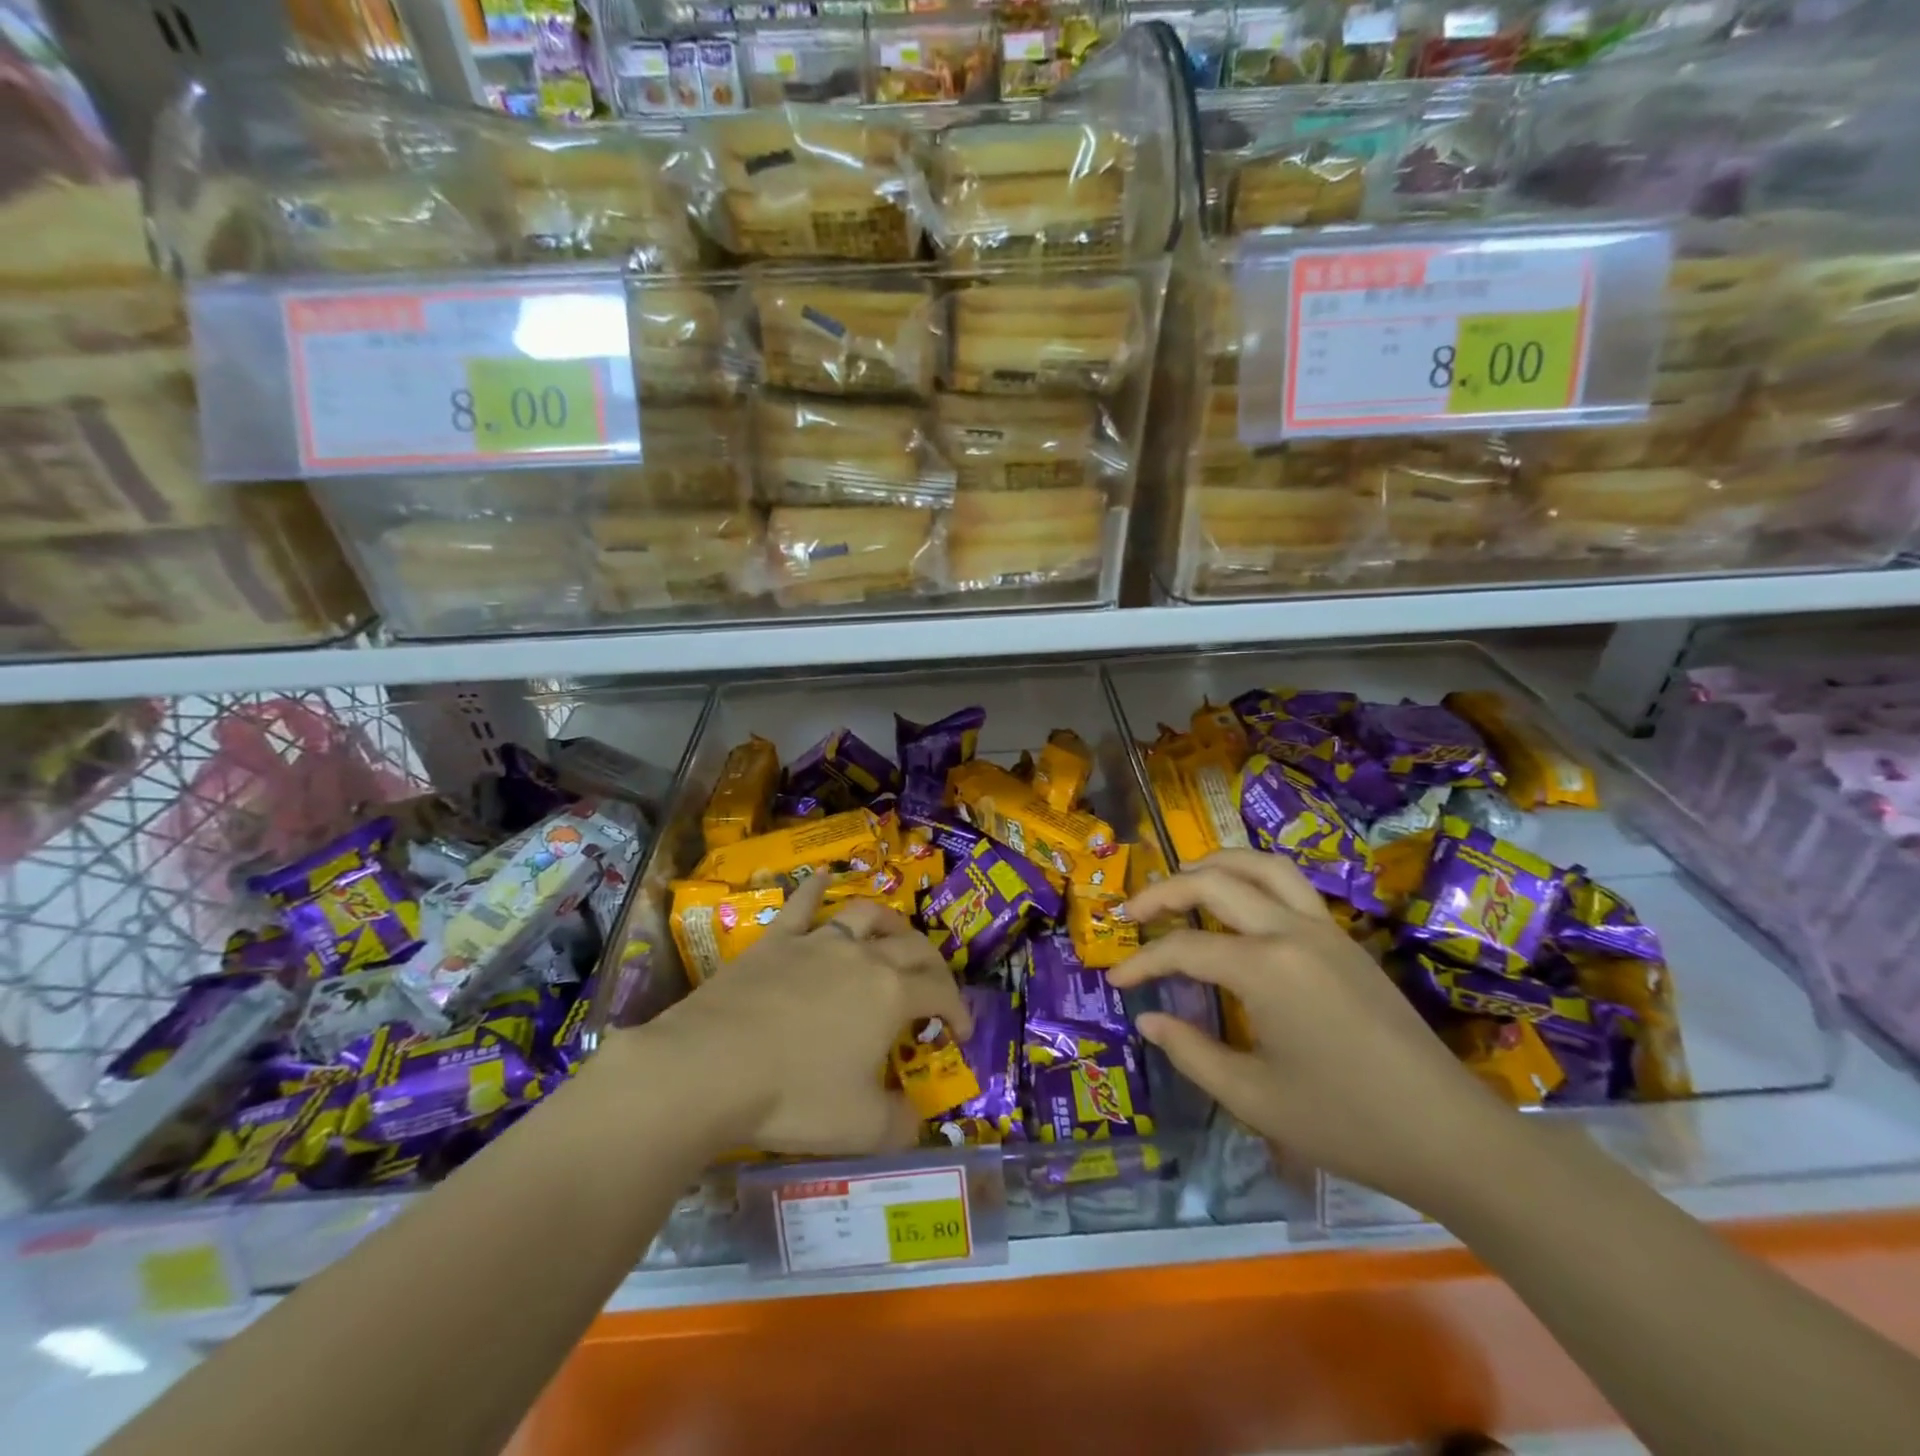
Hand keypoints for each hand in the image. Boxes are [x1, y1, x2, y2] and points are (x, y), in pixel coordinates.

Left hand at [630, 874, 970, 1155]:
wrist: (710, 1066)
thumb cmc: (794, 1096)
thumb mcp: (860, 1127)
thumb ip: (899, 1124)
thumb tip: (915, 1120)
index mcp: (891, 994)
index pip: (940, 992)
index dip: (958, 1010)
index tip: (962, 1033)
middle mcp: (862, 957)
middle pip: (912, 947)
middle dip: (933, 966)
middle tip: (935, 988)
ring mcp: (816, 943)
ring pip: (865, 916)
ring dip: (889, 922)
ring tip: (895, 934)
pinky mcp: (775, 942)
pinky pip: (801, 906)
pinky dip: (815, 889)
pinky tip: (822, 877)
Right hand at [1112, 849, 1510, 1210]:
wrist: (1451, 1136)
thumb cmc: (1347, 1123)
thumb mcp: (1254, 1098)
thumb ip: (1191, 1052)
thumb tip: (1148, 1019)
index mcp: (1266, 969)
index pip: (1184, 949)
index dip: (1141, 962)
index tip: (1114, 980)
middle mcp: (1292, 931)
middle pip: (1214, 882)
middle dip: (1162, 891)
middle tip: (1131, 912)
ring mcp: (1325, 929)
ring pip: (1260, 866)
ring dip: (1213, 865)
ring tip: (1181, 883)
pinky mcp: (1346, 940)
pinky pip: (1290, 885)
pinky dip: (1251, 878)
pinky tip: (1238, 906)